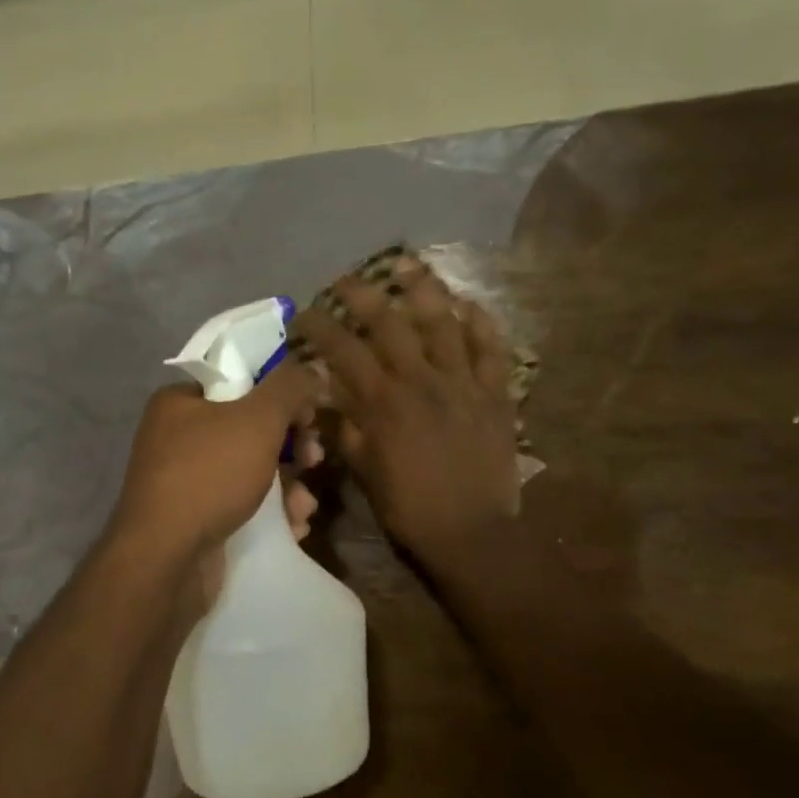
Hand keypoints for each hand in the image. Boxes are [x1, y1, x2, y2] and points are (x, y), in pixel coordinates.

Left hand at [110, 362, 322, 577]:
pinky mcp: (194, 518)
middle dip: (291, 448)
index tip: (309, 416)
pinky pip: (240, 504)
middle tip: (313, 461)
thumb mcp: (258, 420)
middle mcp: (177, 436)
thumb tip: (313, 367)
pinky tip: (292, 528)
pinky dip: (270, 514)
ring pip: (251, 471)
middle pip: (250, 429)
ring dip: (288, 487)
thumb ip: (290, 387)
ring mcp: (184, 481)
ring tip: (303, 508)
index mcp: (181, 402)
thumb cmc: (210, 475)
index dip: (280, 395)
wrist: (165, 559)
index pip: (240, 382)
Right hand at [297, 262, 519, 568]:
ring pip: (443, 322)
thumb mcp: (364, 472)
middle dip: (362, 294)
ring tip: (407, 265)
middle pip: (389, 323)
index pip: (343, 351)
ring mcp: (463, 383)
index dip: (320, 326)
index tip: (303, 314)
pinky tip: (467, 304)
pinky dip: (481, 323)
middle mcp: (421, 381)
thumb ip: (344, 429)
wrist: (471, 533)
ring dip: (423, 289)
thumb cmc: (410, 507)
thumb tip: (324, 396)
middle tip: (345, 279)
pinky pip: (492, 348)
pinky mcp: (495, 394)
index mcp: (384, 403)